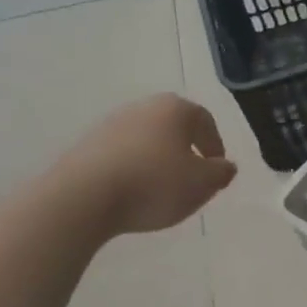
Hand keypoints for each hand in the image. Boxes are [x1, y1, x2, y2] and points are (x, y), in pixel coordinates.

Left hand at [55, 94, 238, 234]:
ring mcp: (109, 125)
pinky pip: (120, 155)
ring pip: (146, 140)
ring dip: (157, 160)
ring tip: (161, 189)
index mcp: (175, 109)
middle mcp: (142, 108)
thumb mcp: (203, 184)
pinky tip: (133, 193)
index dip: (215, 146)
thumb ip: (221, 173)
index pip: (205, 121)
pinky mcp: (84, 146)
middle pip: (173, 127)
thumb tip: (224, 166)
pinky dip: (132, 169)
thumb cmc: (154, 184)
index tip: (216, 170)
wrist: (82, 198)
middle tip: (192, 178)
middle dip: (185, 150)